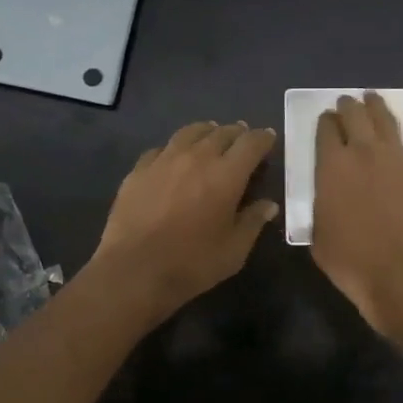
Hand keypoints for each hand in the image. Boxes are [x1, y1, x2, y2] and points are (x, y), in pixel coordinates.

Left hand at [90, 120, 278, 320]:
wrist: (133, 271)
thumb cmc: (192, 263)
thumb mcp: (234, 250)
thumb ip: (253, 222)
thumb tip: (268, 205)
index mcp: (227, 175)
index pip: (251, 143)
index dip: (263, 138)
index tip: (269, 139)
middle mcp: (197, 157)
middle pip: (222, 133)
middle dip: (237, 133)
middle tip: (242, 139)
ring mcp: (164, 160)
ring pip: (190, 132)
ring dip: (207, 132)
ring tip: (211, 137)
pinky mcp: (139, 170)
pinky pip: (162, 148)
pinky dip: (175, 148)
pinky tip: (174, 158)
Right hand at [311, 93, 402, 358]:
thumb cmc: (353, 262)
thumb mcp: (318, 236)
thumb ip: (320, 205)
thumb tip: (325, 194)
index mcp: (332, 166)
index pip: (325, 131)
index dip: (324, 123)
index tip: (326, 122)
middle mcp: (364, 151)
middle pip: (355, 115)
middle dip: (347, 107)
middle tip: (346, 104)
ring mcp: (399, 156)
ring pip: (386, 118)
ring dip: (376, 105)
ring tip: (372, 98)